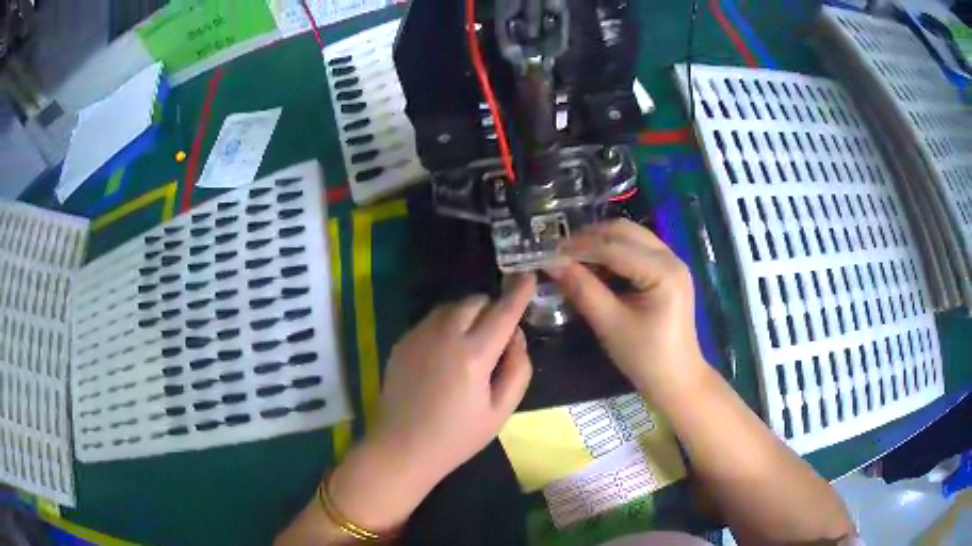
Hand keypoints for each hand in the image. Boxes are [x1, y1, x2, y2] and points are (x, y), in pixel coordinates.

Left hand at [325, 274, 536, 534]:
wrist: (402, 447)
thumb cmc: (457, 436)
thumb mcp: (501, 411)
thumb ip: (517, 368)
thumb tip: (516, 336)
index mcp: (473, 355)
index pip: (503, 312)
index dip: (518, 292)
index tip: (528, 275)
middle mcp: (444, 335)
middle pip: (475, 301)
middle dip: (491, 308)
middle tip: (496, 335)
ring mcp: (418, 335)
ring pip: (451, 307)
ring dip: (468, 314)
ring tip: (470, 343)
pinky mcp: (402, 342)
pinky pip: (431, 320)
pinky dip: (446, 324)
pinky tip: (445, 353)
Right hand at [545, 220, 705, 404]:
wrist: (676, 379)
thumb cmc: (645, 357)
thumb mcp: (610, 324)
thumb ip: (582, 289)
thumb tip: (552, 263)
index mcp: (663, 271)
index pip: (614, 247)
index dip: (579, 247)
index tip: (548, 253)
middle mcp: (671, 257)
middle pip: (624, 231)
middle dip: (589, 239)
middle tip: (559, 255)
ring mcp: (672, 262)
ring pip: (630, 236)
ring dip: (600, 243)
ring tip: (573, 261)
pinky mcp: (667, 271)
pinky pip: (636, 249)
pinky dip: (613, 253)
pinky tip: (595, 268)